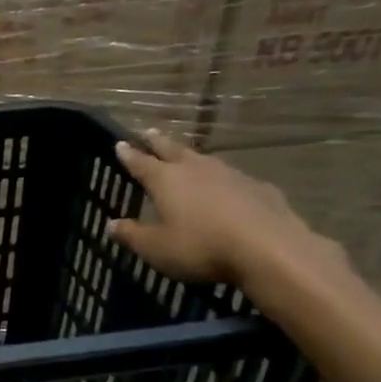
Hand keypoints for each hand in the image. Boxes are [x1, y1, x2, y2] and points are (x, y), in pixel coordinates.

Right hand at [107, 129, 342, 288]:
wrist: (269, 249)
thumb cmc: (201, 247)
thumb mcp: (156, 248)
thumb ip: (132, 235)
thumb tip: (110, 224)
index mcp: (166, 181)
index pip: (142, 163)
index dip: (129, 154)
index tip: (120, 144)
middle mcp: (197, 170)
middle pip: (173, 150)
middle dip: (158, 142)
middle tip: (148, 132)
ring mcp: (231, 175)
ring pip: (204, 159)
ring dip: (191, 156)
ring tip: (185, 156)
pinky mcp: (259, 188)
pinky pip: (233, 178)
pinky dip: (222, 179)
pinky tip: (226, 187)